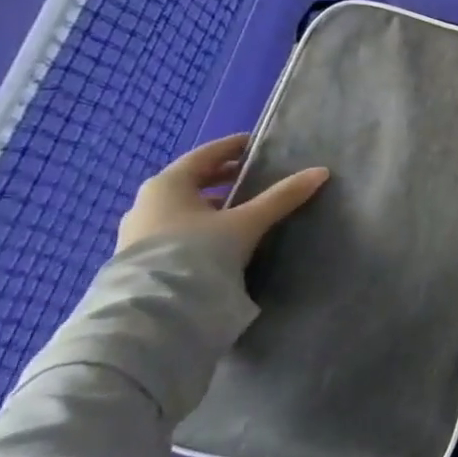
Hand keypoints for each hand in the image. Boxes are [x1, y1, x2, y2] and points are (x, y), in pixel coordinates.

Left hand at [116, 133, 328, 261]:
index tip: (257, 145)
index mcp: (167, 183)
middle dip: (223, 177)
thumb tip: (320, 172)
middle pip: (191, 180)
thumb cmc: (196, 252)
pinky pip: (174, 228)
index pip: (205, 154)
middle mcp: (147, 202)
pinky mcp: (138, 258)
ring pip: (181, 206)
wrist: (153, 311)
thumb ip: (281, 197)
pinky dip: (198, 224)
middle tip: (253, 175)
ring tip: (240, 209)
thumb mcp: (245, 222)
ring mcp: (138, 231)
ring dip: (210, 203)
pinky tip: (219, 237)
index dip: (233, 147)